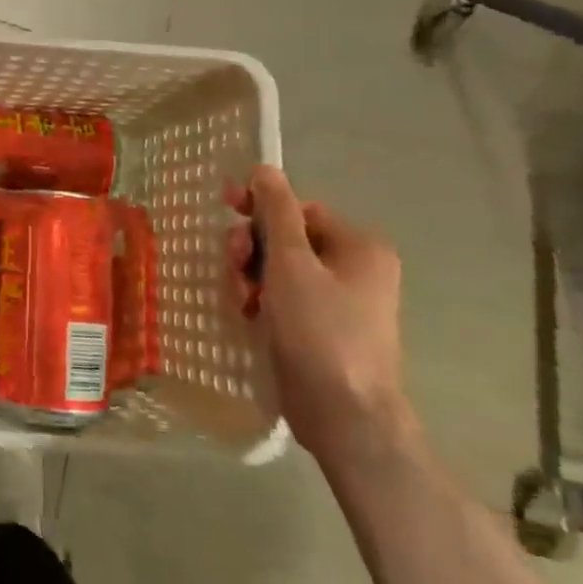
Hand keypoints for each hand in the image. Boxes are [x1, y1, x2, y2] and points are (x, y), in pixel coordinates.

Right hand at [227, 166, 411, 467]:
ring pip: (281, 268)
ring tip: (242, 299)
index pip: (299, 208)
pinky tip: (249, 314)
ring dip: (253, 275)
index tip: (224, 207)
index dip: (260, 206)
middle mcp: (356, 269)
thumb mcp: (291, 263)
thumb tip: (265, 168)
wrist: (344, 415)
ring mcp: (341, 302)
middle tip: (233, 264)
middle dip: (253, 247)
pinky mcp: (323, 329)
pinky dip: (263, 299)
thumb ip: (275, 211)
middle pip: (288, 237)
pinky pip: (285, 297)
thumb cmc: (320, 330)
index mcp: (358, 246)